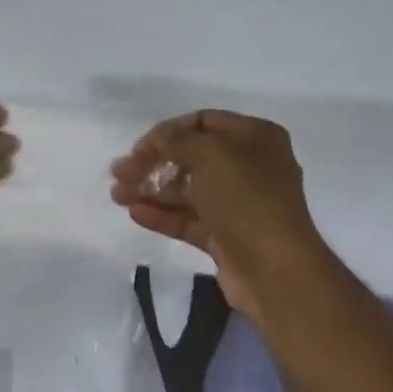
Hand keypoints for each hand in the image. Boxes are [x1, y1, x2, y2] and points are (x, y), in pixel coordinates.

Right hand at [110, 110, 326, 324]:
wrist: (274, 269)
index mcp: (255, 138)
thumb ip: (177, 141)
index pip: (203, 122)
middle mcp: (248, 167)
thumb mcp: (212, 156)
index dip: (168, 132)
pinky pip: (187, 220)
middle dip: (152, 163)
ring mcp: (236, 204)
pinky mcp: (223, 236)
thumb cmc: (247, 200)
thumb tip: (157, 138)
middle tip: (119, 173)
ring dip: (150, 190)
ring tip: (117, 195)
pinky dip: (162, 215)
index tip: (138, 148)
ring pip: (186, 191)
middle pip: (191, 157)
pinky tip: (135, 213)